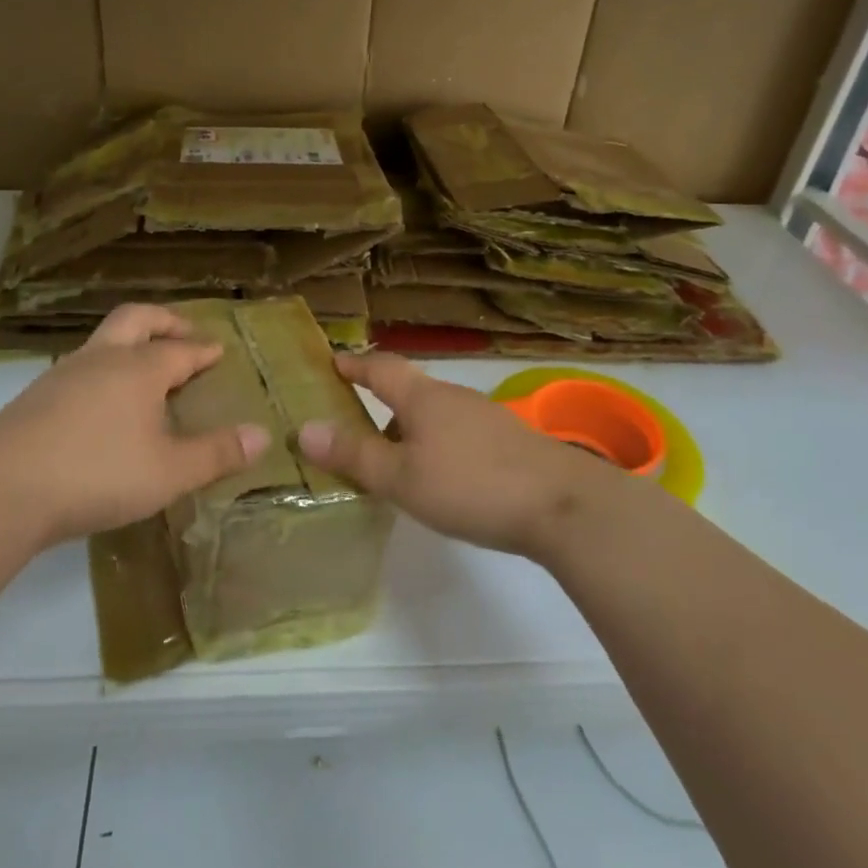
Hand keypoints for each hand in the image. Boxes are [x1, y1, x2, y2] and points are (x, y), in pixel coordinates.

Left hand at [0, 304, 270, 545]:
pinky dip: (103, 370)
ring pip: (103, 340)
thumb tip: (263, 436)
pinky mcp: (36, 397)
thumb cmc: (98, 473)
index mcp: (139, 369)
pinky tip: (101, 402)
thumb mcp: (170, 472)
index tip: (218, 350)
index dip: (203, 350)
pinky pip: (81, 368)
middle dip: (164, 321)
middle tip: (184, 333)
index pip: (180, 350)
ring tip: (144, 368)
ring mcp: (64, 374)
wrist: (3, 488)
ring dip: (130, 343)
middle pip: (136, 319)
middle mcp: (103, 359)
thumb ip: (217, 453)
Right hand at [296, 353, 627, 561]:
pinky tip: (440, 478)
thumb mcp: (401, 478)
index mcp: (423, 397)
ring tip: (393, 463)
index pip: (380, 368)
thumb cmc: (471, 485)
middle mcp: (454, 397)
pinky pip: (458, 435)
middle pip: (408, 392)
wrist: (564, 505)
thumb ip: (354, 455)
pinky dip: (436, 447)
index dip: (353, 365)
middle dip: (380, 406)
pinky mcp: (510, 442)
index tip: (331, 362)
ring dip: (409, 431)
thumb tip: (304, 428)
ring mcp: (486, 418)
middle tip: (353, 430)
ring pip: (435, 416)